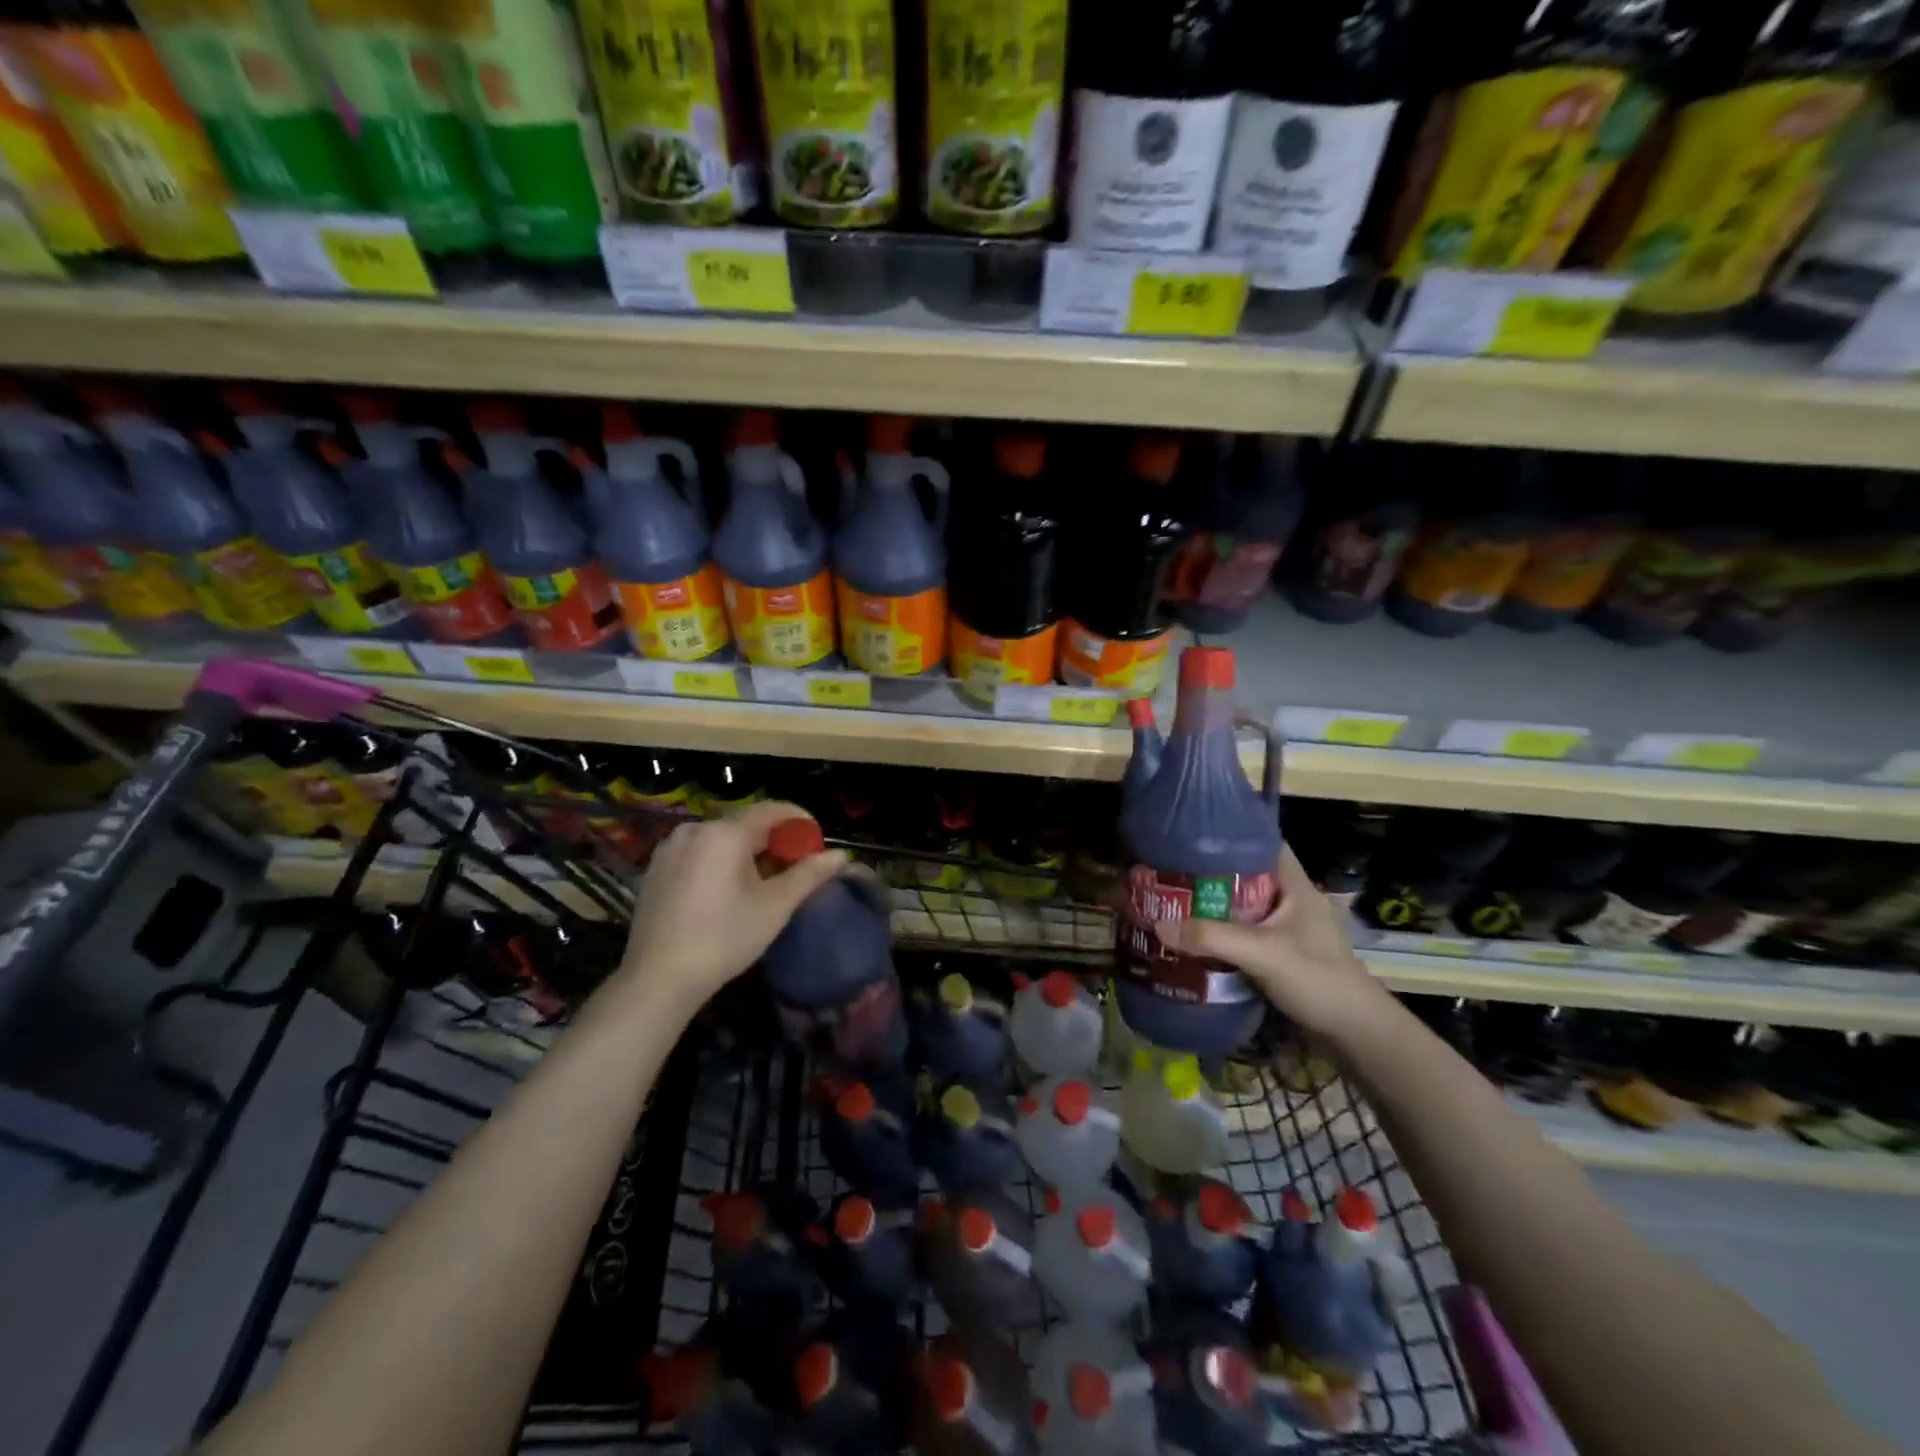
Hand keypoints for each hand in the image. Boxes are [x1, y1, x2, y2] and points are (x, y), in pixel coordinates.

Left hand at [614, 801, 848, 1012]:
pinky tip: (728, 893)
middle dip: (775, 841)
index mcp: (724, 832)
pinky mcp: (656, 869)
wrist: (657, 979)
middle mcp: (694, 829)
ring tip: (764, 884)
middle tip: (795, 869)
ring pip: (722, 839)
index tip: (817, 843)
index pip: (772, 810)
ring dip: (748, 852)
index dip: (800, 822)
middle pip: (746, 824)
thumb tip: (840, 856)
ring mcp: (670, 848)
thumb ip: (809, 875)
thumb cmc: (723, 939)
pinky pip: (699, 853)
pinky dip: (721, 862)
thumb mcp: (775, 907)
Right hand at [1152, 846, 1393, 1047]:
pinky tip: (1193, 942)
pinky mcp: (1280, 959)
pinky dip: (1220, 938)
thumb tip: (1158, 924)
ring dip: (1213, 910)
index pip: (1263, 845)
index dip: (1230, 836)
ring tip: (1172, 905)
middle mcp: (1291, 904)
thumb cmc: (1318, 980)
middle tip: (1169, 874)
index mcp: (1296, 887)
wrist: (1357, 1037)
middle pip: (1245, 878)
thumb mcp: (1262, 953)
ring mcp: (1287, 933)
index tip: (1191, 838)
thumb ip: (1211, 937)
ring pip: (1242, 911)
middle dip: (1210, 877)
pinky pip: (1243, 938)